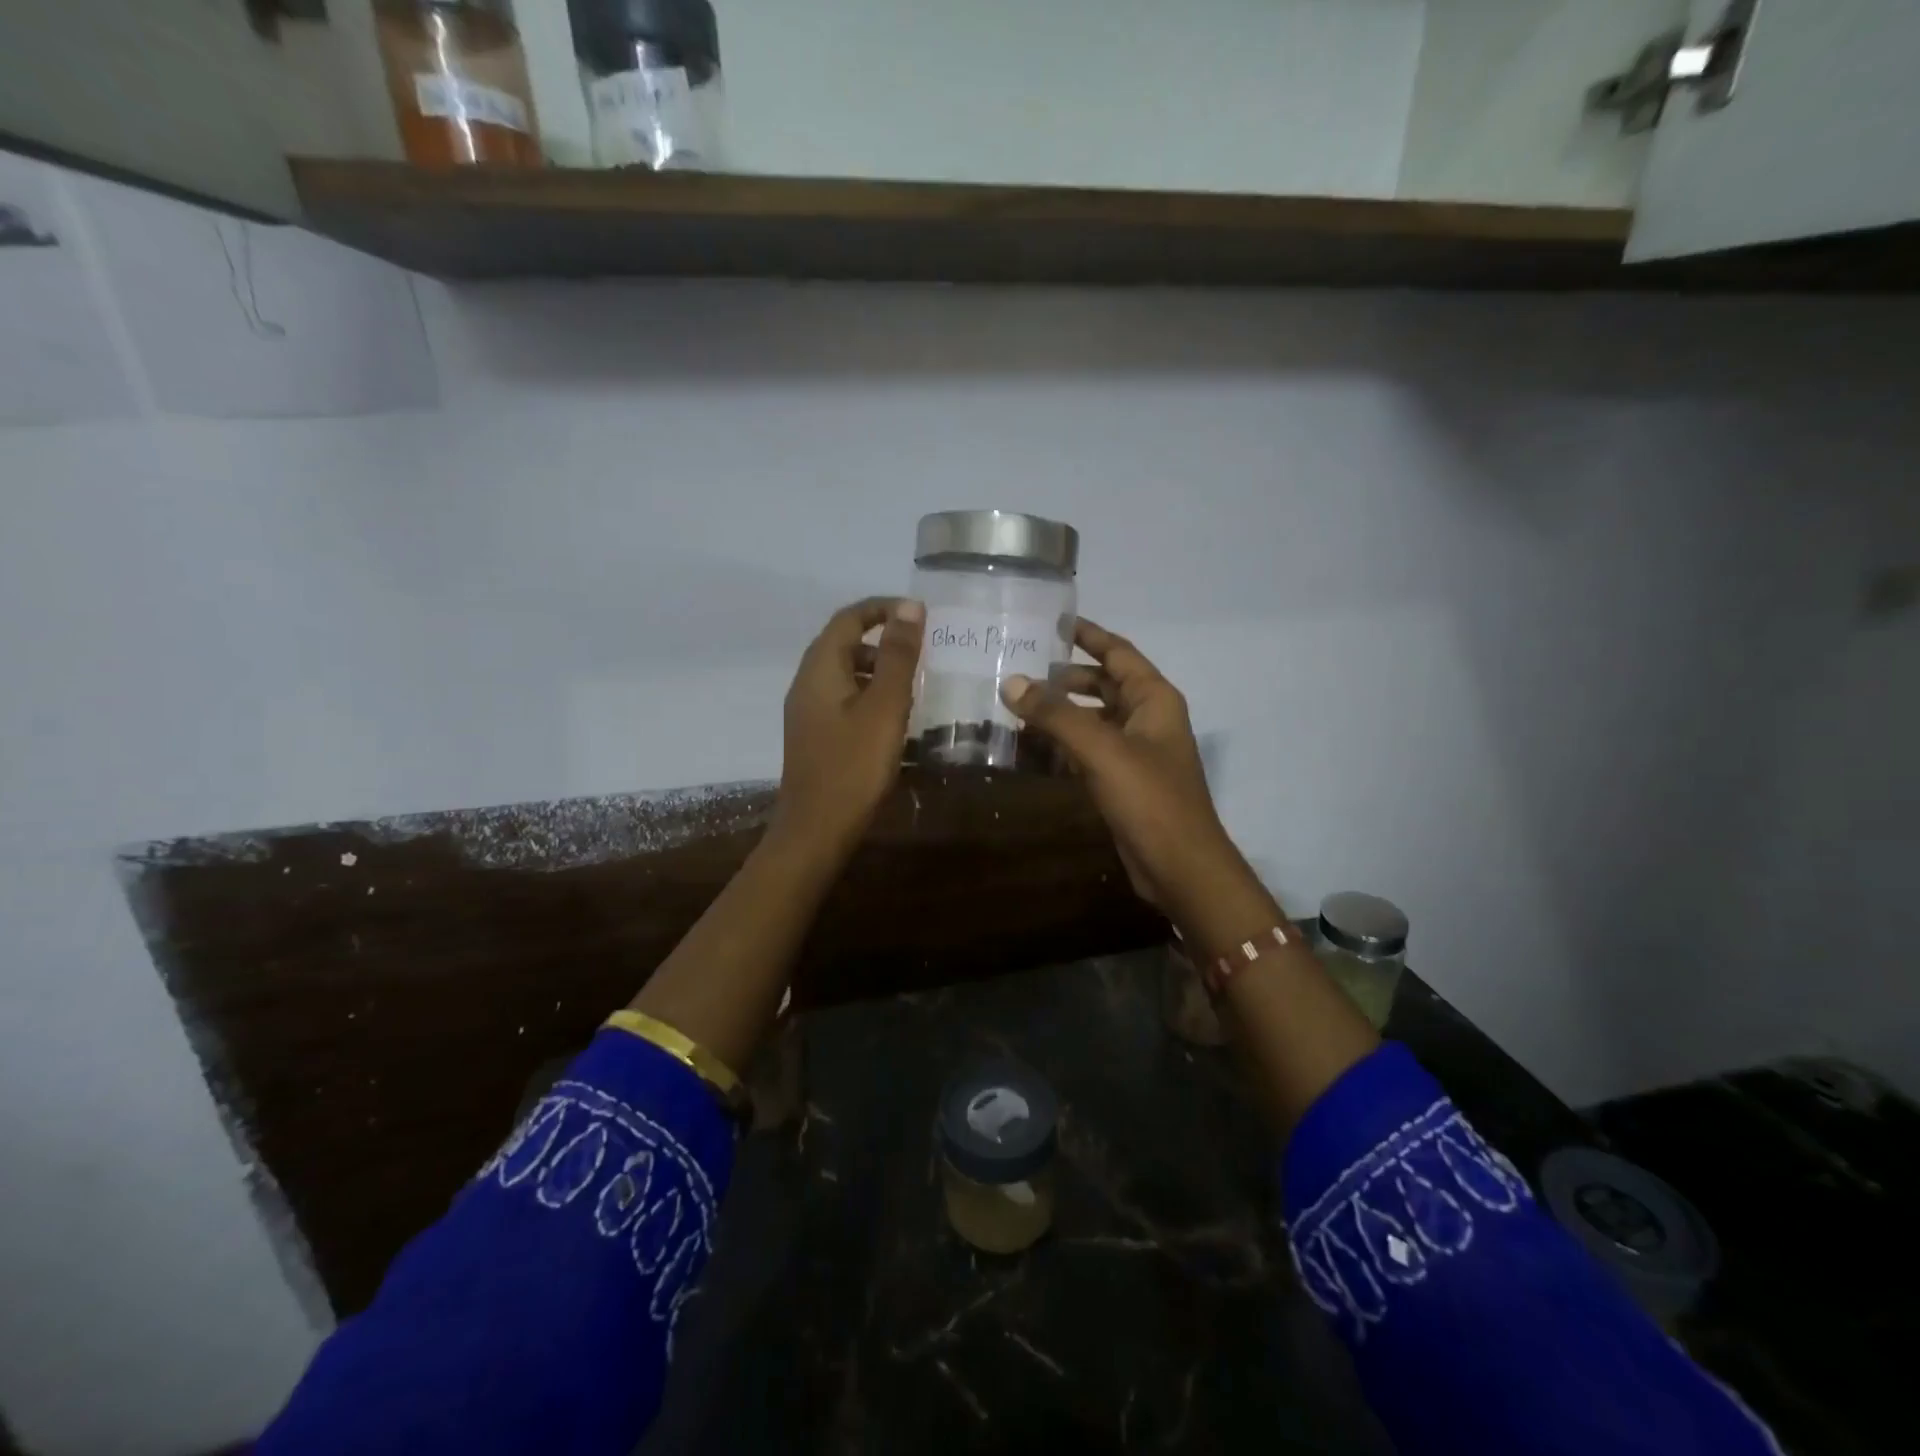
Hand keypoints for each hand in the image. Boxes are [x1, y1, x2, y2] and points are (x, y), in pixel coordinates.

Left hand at [772, 596, 924, 857]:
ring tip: (913, 684)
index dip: (882, 608)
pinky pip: (843, 698)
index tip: (920, 615)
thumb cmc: (854, 766)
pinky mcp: (815, 735)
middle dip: (883, 639)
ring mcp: (807, 711)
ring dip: (878, 668)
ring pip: (844, 672)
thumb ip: (898, 657)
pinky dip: (869, 694)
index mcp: (820, 669)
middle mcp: (807, 683)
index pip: (848, 618)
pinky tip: (892, 717)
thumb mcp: (885, 707)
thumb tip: (910, 607)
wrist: (816, 830)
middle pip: (843, 643)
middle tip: (922, 650)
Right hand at [1000, 619, 1245, 924]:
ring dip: (1059, 713)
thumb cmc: (1149, 799)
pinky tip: (1030, 747)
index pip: (1117, 653)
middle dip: (1064, 677)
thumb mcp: (1101, 749)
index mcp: (1154, 699)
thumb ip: (1056, 715)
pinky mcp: (1122, 781)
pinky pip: (1088, 750)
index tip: (1051, 621)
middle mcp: (1147, 718)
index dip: (1087, 635)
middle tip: (1020, 667)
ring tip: (1015, 705)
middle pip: (1102, 685)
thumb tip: (1011, 682)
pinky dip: (1062, 745)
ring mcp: (1135, 752)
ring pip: (1092, 720)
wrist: (1179, 867)